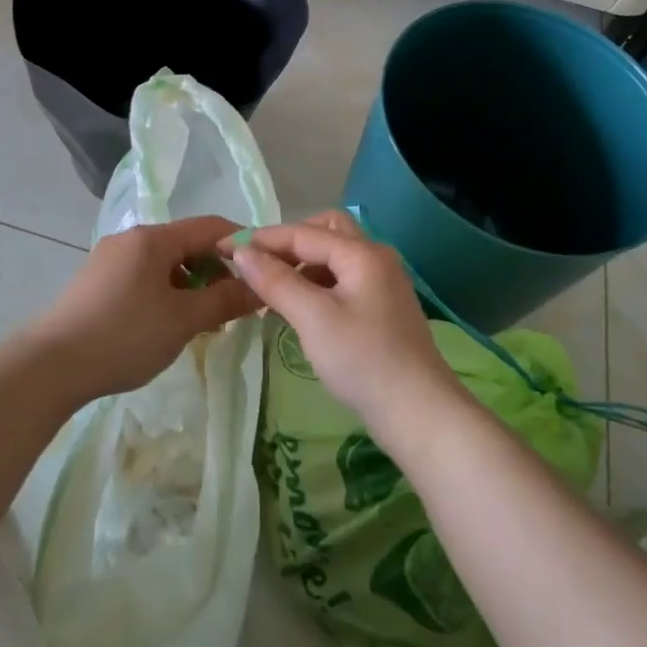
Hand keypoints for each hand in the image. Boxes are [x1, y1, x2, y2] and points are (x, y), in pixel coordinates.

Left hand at [27, 216, 260, 402]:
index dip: (241, 244)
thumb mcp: (183, 320)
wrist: (51, 366)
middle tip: (236, 303)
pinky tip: (169, 323)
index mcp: (153, 238)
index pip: (210, 226)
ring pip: (164, 262)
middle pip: (186, 243)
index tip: (265, 270)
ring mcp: (110, 259)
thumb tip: (259, 289)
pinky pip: (143, 277)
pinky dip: (166, 292)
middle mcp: (131, 239)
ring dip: (191, 283)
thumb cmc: (125, 336)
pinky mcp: (97, 282)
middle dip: (216, 269)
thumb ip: (224, 300)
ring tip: (205, 319)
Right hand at [221, 210, 461, 441]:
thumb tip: (242, 251)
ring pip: (335, 256)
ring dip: (303, 263)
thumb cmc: (363, 361)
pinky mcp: (383, 308)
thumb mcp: (313, 318)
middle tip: (259, 263)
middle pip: (326, 231)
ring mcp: (383, 283)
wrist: (420, 414)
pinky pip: (343, 279)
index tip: (226, 247)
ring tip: (273, 289)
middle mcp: (376, 258)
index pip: (303, 233)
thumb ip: (276, 281)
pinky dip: (317, 283)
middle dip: (289, 242)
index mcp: (362, 253)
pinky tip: (300, 308)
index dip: (262, 238)